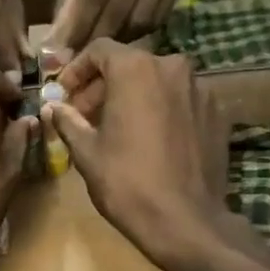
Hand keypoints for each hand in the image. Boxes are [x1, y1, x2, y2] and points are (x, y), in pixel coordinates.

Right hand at [41, 40, 230, 270]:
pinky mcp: (217, 113)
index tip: (64, 94)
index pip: (99, 50)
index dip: (76, 70)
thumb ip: (68, 121)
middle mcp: (172, 67)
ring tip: (118, 130)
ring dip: (134, 98)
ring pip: (158, 83)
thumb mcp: (87, 152)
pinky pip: (181, 102)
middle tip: (85, 116)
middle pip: (130, 65)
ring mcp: (200, 89)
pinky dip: (161, 112)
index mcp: (136, 69)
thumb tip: (52, 106)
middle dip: (104, 87)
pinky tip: (151, 142)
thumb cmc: (126, 182)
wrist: (184, 220)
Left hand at [50, 0, 186, 51]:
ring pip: (142, 16)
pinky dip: (139, 35)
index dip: (80, 24)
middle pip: (120, 5)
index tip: (64, 52)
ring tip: (101, 54)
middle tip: (81, 62)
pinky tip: (124, 40)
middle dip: (98, 38)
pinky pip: (159, 17)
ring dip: (118, 42)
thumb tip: (57, 44)